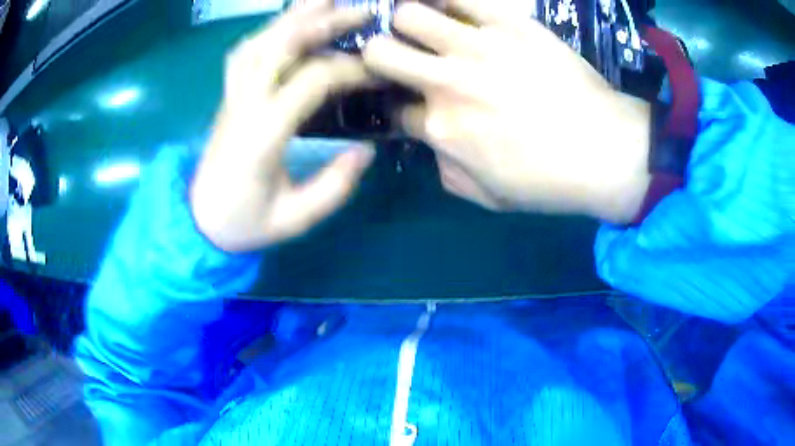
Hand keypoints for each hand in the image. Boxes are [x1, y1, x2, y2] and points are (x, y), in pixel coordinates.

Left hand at [190, 0, 374, 251]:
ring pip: (259, 41)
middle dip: (324, 22)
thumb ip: (334, 186)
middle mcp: (243, 104)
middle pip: (280, 45)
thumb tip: (366, 150)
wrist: (198, 220)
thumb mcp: (294, 219)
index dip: (351, 70)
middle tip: (363, 11)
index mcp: (262, 135)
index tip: (380, 71)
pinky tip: (289, 26)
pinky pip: (245, 52)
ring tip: (326, 2)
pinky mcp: (228, 96)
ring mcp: (232, 96)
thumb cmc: (244, 223)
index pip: (312, 81)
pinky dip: (269, 31)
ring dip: (294, 17)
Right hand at [363, 0, 650, 222]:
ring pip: (409, 14)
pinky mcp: (509, 21)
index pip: (391, 109)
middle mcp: (447, 81)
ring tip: (425, 26)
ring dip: (408, 22)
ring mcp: (477, 45)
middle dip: (379, 55)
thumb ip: (445, 170)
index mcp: (440, 128)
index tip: (403, 102)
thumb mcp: (488, 197)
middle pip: (380, 52)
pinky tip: (449, 6)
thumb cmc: (550, 181)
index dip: (392, 106)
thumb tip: (429, 143)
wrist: (607, 151)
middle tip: (399, 56)